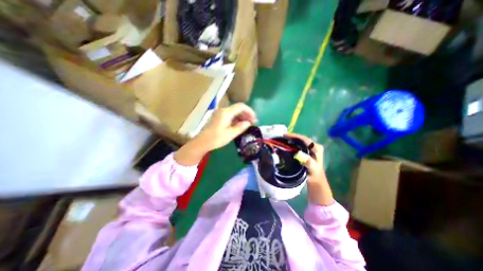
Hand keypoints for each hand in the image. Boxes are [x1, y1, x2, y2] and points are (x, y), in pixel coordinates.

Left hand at [173, 103, 255, 165]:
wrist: (202, 142)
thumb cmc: (216, 138)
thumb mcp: (230, 134)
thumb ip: (240, 127)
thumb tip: (248, 123)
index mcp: (226, 113)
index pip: (241, 106)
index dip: (249, 111)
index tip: (254, 119)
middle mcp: (223, 110)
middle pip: (238, 108)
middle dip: (246, 114)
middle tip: (252, 123)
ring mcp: (220, 113)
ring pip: (234, 112)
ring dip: (242, 117)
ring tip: (247, 124)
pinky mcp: (219, 117)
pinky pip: (230, 115)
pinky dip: (236, 119)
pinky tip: (239, 125)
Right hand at [284, 133, 333, 204]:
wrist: (316, 184)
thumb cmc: (315, 176)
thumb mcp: (313, 169)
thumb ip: (308, 162)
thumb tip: (299, 153)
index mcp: (317, 147)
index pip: (304, 139)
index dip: (294, 136)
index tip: (284, 136)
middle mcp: (313, 147)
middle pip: (300, 139)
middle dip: (291, 138)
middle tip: (280, 138)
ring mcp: (308, 150)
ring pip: (298, 143)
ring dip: (290, 142)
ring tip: (281, 141)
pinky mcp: (304, 154)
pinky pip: (296, 148)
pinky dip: (290, 147)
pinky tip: (284, 147)